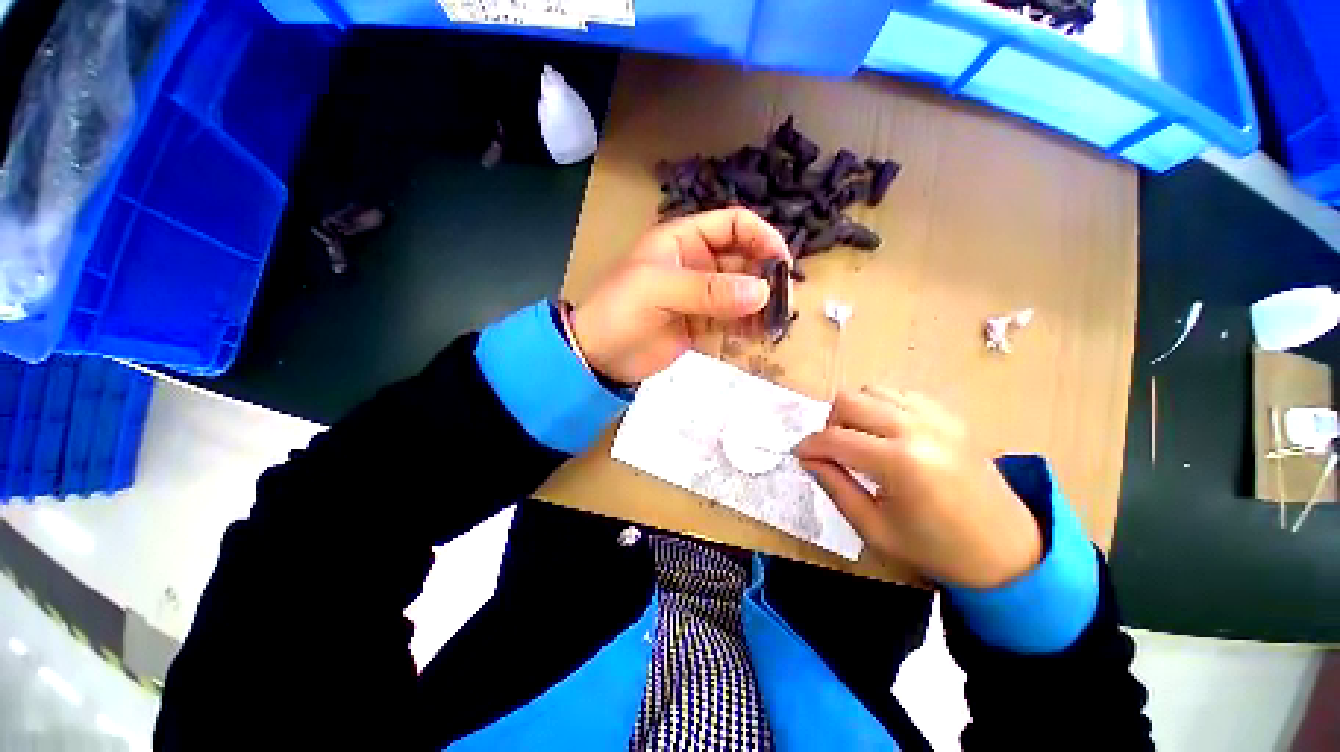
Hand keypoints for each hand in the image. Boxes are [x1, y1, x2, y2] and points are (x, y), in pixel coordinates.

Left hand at [570, 207, 789, 383]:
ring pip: (742, 293)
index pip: (734, 225)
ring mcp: (701, 296)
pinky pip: (733, 320)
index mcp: (684, 240)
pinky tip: (758, 336)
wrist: (598, 356)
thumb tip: (762, 292)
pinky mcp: (701, 324)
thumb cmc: (619, 312)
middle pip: (744, 260)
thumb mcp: (658, 292)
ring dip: (761, 305)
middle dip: (766, 278)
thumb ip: (708, 291)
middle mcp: (697, 263)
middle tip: (783, 303)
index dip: (762, 237)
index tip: (782, 264)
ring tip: (776, 325)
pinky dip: (748, 326)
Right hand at [794, 387, 1041, 588]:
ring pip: (871, 390)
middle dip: (829, 424)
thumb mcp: (875, 528)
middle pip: (848, 400)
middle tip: (833, 451)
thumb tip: (808, 459)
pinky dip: (881, 407)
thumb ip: (835, 487)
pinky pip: (899, 394)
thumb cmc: (937, 549)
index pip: (834, 438)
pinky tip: (886, 434)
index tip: (801, 456)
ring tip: (860, 441)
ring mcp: (936, 417)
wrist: (1008, 551)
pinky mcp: (949, 415)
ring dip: (855, 412)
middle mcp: (917, 428)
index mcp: (900, 463)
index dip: (810, 446)